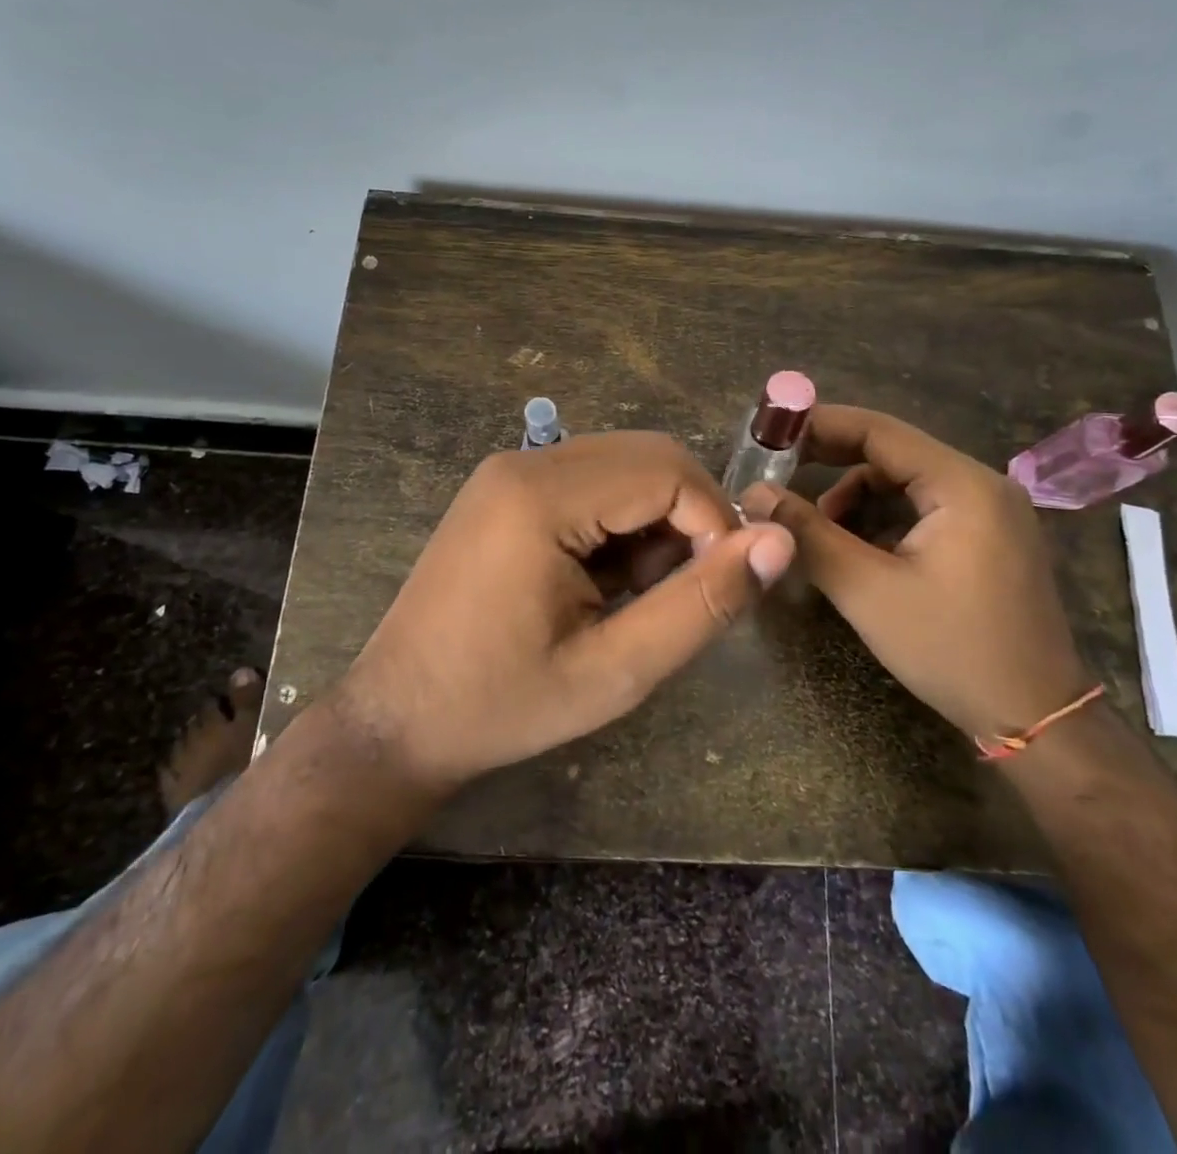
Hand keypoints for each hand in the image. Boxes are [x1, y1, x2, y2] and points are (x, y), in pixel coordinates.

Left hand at [340, 432, 795, 788]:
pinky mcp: (505, 489)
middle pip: (649, 457)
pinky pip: (592, 481)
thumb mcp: (615, 671)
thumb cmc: (503, 704)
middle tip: (682, 592)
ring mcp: (509, 472)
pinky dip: (621, 521)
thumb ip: (701, 604)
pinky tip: (606, 580)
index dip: (715, 524)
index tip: (720, 588)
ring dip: (656, 521)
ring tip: (638, 594)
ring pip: (624, 466)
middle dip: (689, 518)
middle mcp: (524, 463)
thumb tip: (778, 542)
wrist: (399, 719)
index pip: (668, 471)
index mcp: (541, 497)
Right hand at [741, 406, 1091, 740]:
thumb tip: (755, 494)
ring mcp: (992, 512)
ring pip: (907, 483)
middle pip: (894, 453)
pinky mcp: (990, 539)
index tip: (771, 432)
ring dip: (856, 496)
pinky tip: (857, 547)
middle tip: (778, 473)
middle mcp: (983, 485)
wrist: (1035, 718)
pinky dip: (884, 518)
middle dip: (832, 461)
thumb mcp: (867, 591)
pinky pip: (925, 508)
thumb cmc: (951, 650)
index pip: (880, 431)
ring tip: (817, 528)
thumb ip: (808, 534)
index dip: (820, 425)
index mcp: (963, 485)